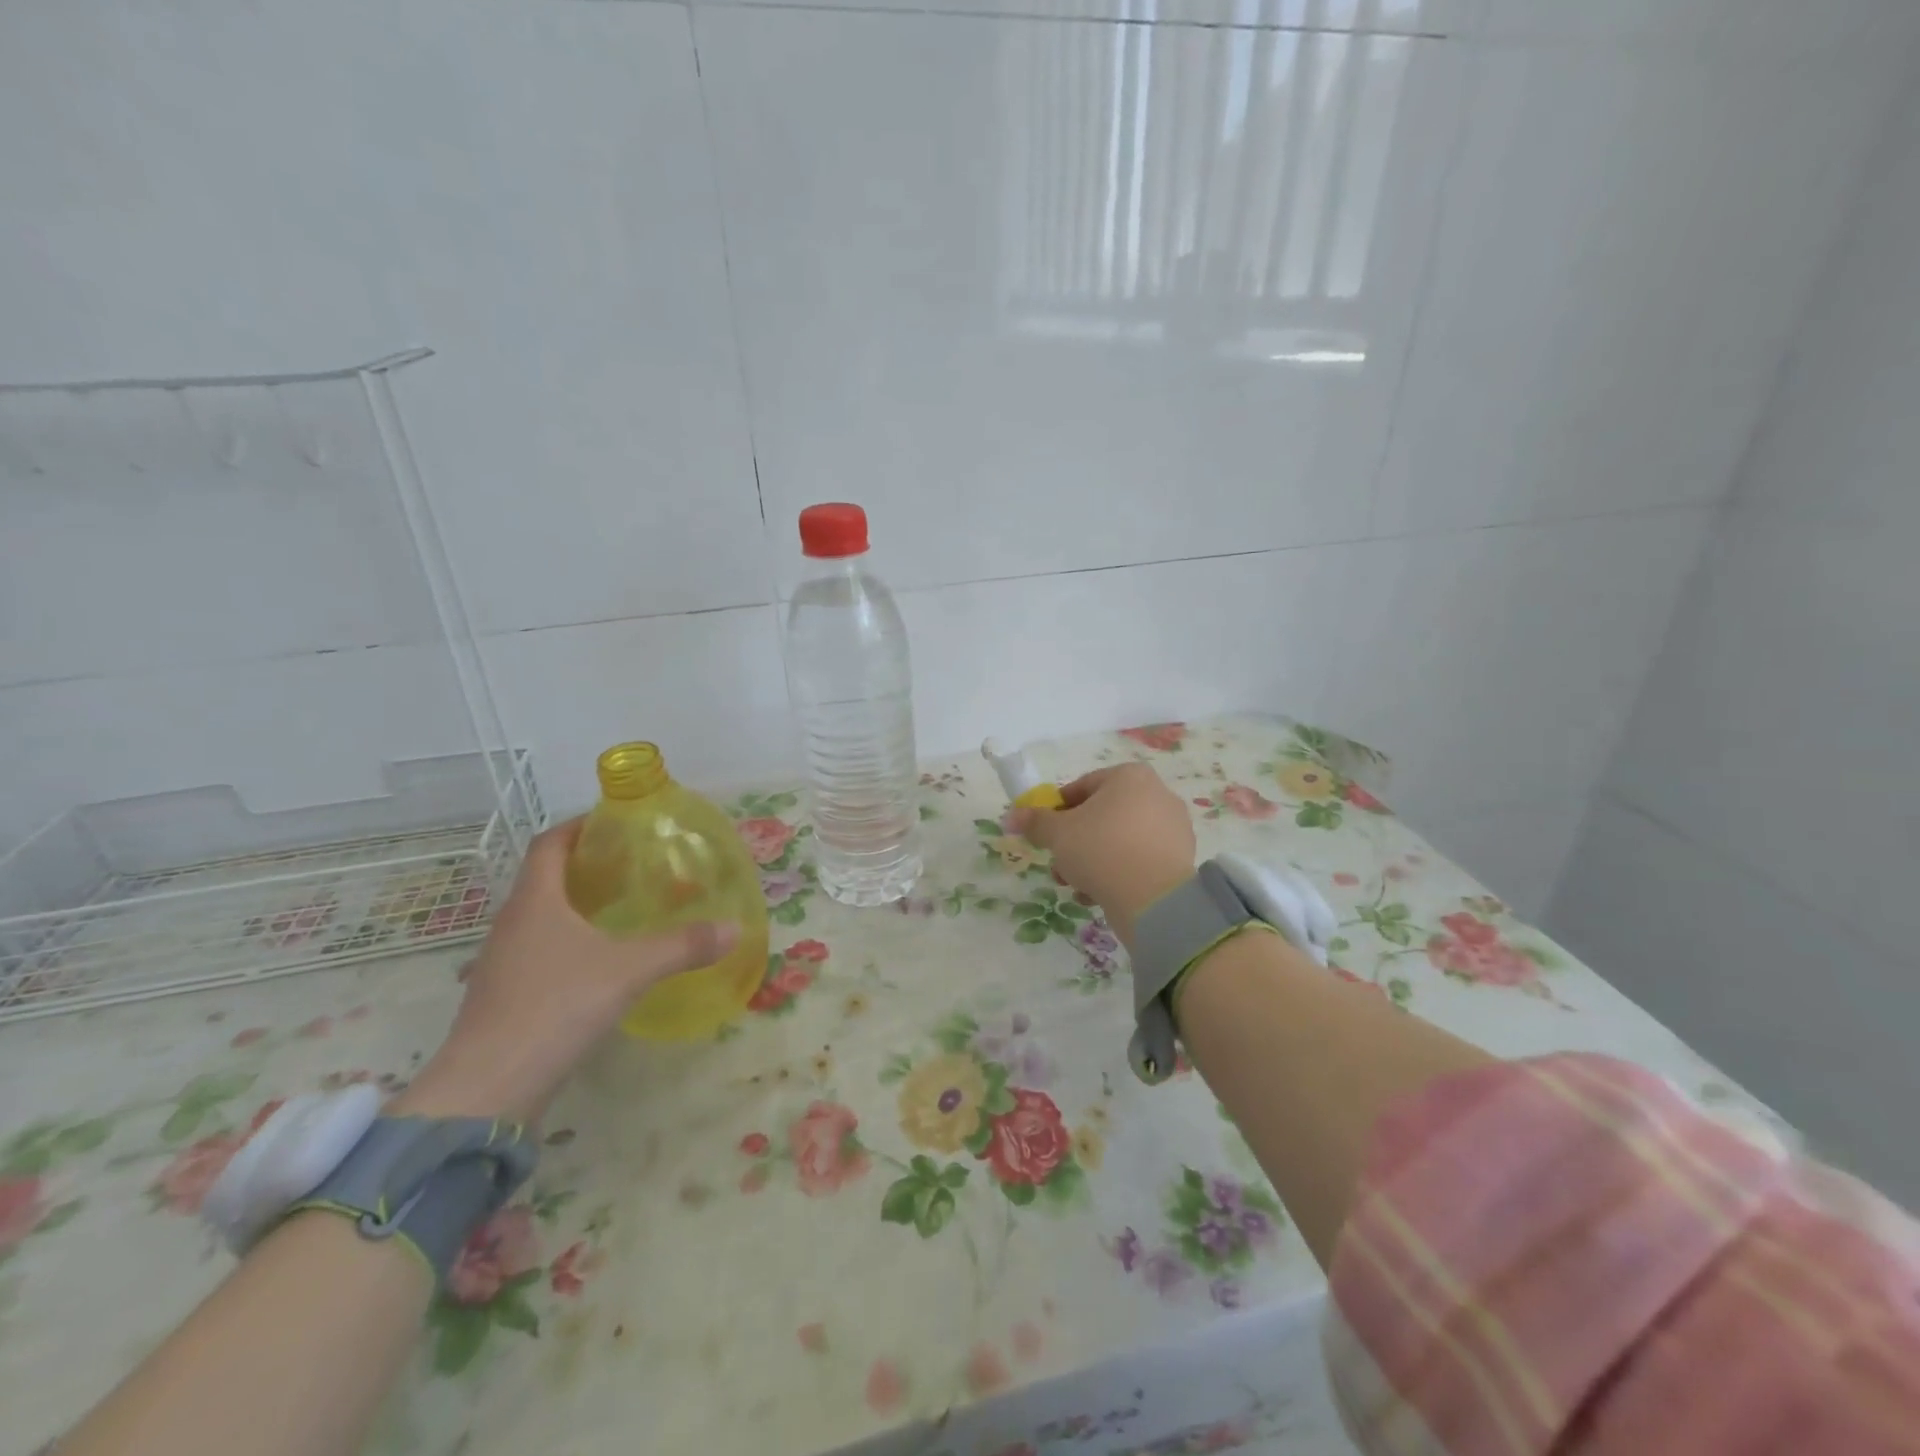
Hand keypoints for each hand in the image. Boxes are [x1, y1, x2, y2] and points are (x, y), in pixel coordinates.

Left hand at [390, 819, 738, 1124]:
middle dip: (587, 865)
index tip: (615, 823)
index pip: (550, 843)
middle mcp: (512, 923)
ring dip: (576, 905)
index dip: (579, 826)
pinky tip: (599, 961)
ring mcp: (502, 962)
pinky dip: (568, 941)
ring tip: (623, 909)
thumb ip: (683, 946)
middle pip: (545, 878)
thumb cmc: (555, 1007)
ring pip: (541, 916)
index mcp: (534, 901)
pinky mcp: (504, 996)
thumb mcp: (629, 971)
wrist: (486, 1089)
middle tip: (634, 865)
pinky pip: (538, 950)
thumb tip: (734, 928)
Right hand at [1008, 763, 1195, 945]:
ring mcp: (1173, 827)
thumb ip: (1034, 822)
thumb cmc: (1101, 850)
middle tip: (1058, 863)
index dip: (1057, 810)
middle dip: (1075, 841)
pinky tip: (1098, 894)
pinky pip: (1138, 859)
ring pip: (1118, 839)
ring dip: (1092, 860)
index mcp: (1129, 776)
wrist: (1153, 899)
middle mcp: (1157, 794)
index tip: (1044, 832)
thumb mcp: (1058, 834)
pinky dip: (1117, 872)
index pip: (1082, 787)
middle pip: (1101, 815)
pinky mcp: (1180, 858)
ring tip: (1075, 885)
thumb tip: (1011, 816)